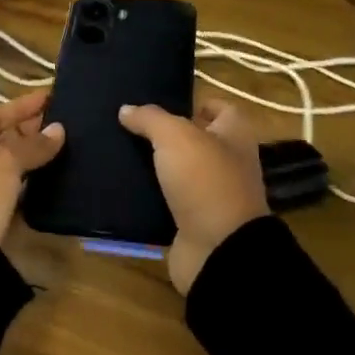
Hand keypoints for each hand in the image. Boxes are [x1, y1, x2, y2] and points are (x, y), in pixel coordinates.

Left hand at [0, 89, 65, 244]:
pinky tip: (54, 181)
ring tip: (66, 149)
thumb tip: (58, 130)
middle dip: (29, 132)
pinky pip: (11, 193)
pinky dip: (30, 186)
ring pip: (6, 168)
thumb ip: (31, 145)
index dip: (21, 106)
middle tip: (65, 123)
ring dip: (32, 159)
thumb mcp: (2, 163)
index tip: (51, 97)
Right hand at [118, 98, 268, 294]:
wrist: (218, 251)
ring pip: (180, 172)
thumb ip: (151, 119)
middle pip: (197, 141)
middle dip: (167, 135)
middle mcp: (228, 163)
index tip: (163, 103)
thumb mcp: (175, 137)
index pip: (222, 109)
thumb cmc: (205, 181)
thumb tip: (126, 109)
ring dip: (155, 166)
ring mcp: (212, 196)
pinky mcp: (194, 222)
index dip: (197, 103)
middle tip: (129, 127)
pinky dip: (149, 196)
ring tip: (119, 153)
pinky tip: (122, 187)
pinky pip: (168, 202)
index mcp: (235, 136)